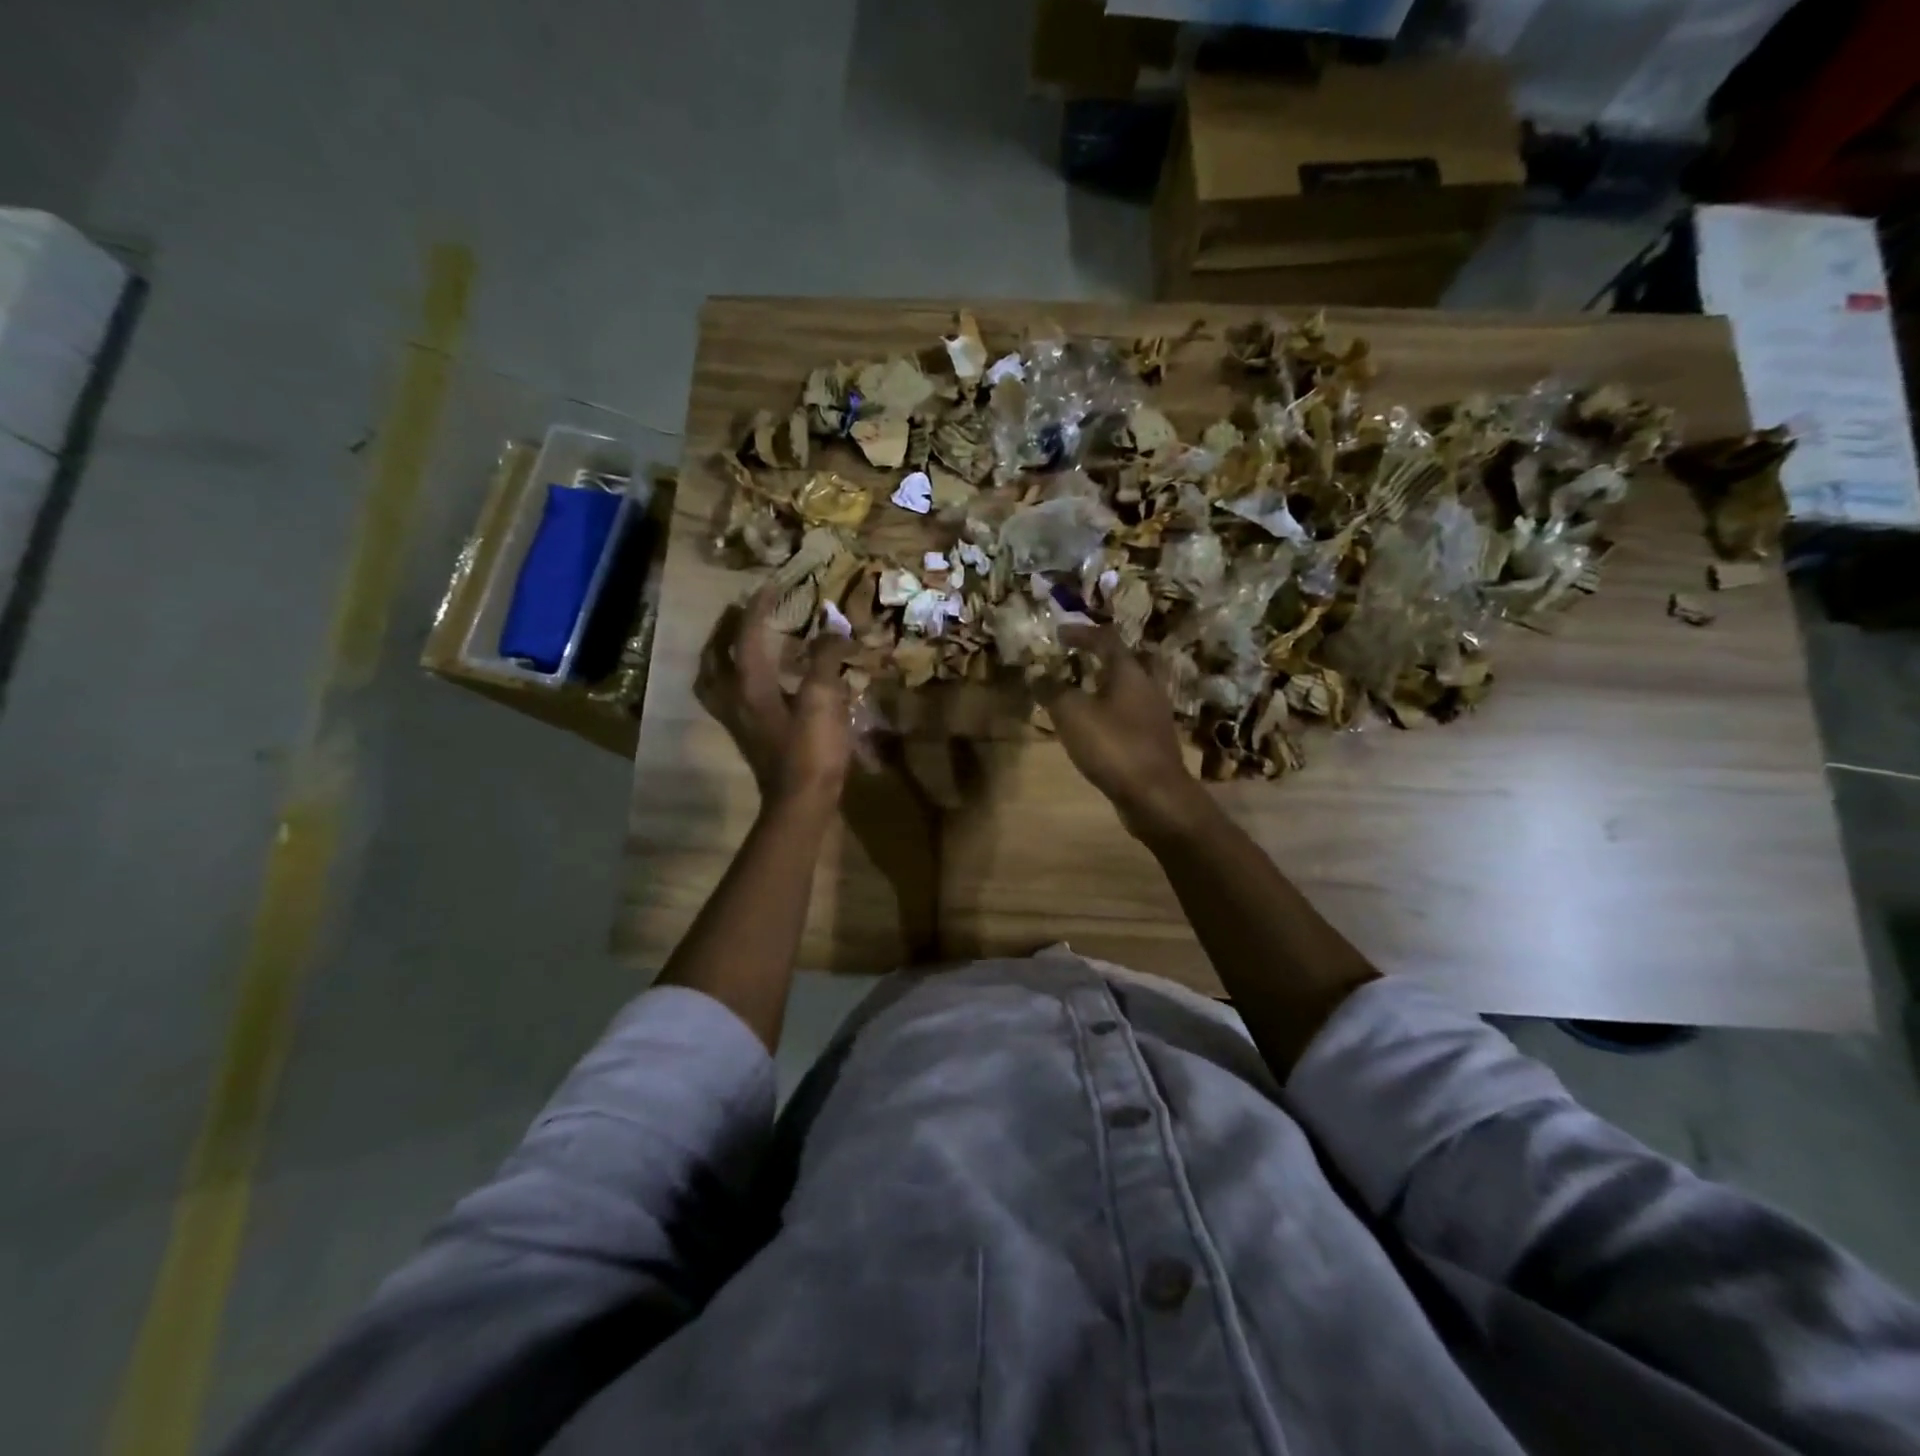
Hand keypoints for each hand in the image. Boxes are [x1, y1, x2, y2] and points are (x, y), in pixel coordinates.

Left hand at [697, 587, 854, 806]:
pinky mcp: (744, 736)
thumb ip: (825, 661)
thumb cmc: (812, 751)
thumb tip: (832, 630)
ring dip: (721, 655)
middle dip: (727, 629)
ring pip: (713, 679)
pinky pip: (725, 698)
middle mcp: (733, 698)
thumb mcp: (824, 701)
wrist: (800, 803)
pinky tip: (752, 682)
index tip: (770, 585)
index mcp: (750, 685)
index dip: (759, 608)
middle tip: (742, 611)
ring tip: (736, 643)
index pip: (747, 635)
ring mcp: (734, 720)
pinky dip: (731, 680)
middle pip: (716, 656)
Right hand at [1039, 625, 1206, 839]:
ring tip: (1083, 693)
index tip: (1059, 633)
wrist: (1156, 796)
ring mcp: (1155, 715)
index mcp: (1130, 673)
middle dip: (1103, 657)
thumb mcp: (1072, 714)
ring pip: (1131, 689)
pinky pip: (1131, 714)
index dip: (1081, 633)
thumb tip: (1037, 673)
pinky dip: (1112, 711)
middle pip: (1128, 661)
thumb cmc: (1114, 747)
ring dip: (1108, 685)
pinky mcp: (1154, 740)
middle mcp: (1148, 687)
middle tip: (1080, 659)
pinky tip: (1097, 725)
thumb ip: (1053, 690)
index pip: (1106, 640)